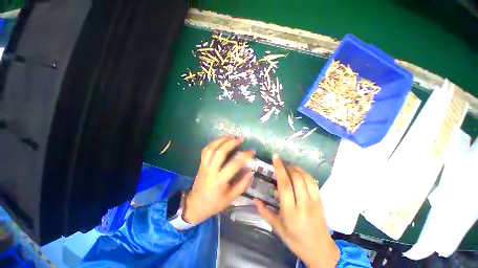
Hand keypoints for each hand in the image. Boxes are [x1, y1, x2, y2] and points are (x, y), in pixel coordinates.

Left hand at [183, 136, 253, 223]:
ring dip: (221, 139)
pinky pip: (206, 149)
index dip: (244, 156)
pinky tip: (221, 140)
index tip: (252, 152)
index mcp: (219, 181)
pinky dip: (213, 142)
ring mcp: (204, 165)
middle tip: (240, 139)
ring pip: (211, 148)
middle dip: (231, 143)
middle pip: (220, 152)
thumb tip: (251, 171)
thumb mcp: (231, 198)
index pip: (234, 165)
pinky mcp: (200, 163)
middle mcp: (210, 170)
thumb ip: (242, 184)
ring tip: (231, 136)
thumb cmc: (214, 203)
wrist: (195, 205)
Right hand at [255, 155, 339, 267]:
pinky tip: (299, 173)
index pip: (284, 184)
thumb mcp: (278, 228)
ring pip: (306, 178)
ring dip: (297, 168)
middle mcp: (303, 204)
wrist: (321, 251)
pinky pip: (313, 183)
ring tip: (289, 166)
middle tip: (281, 162)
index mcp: (290, 211)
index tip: (275, 157)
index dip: (279, 168)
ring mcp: (314, 202)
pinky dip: (305, 174)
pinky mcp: (321, 201)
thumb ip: (265, 212)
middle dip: (288, 166)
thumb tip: (254, 200)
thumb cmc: (296, 240)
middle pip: (296, 177)